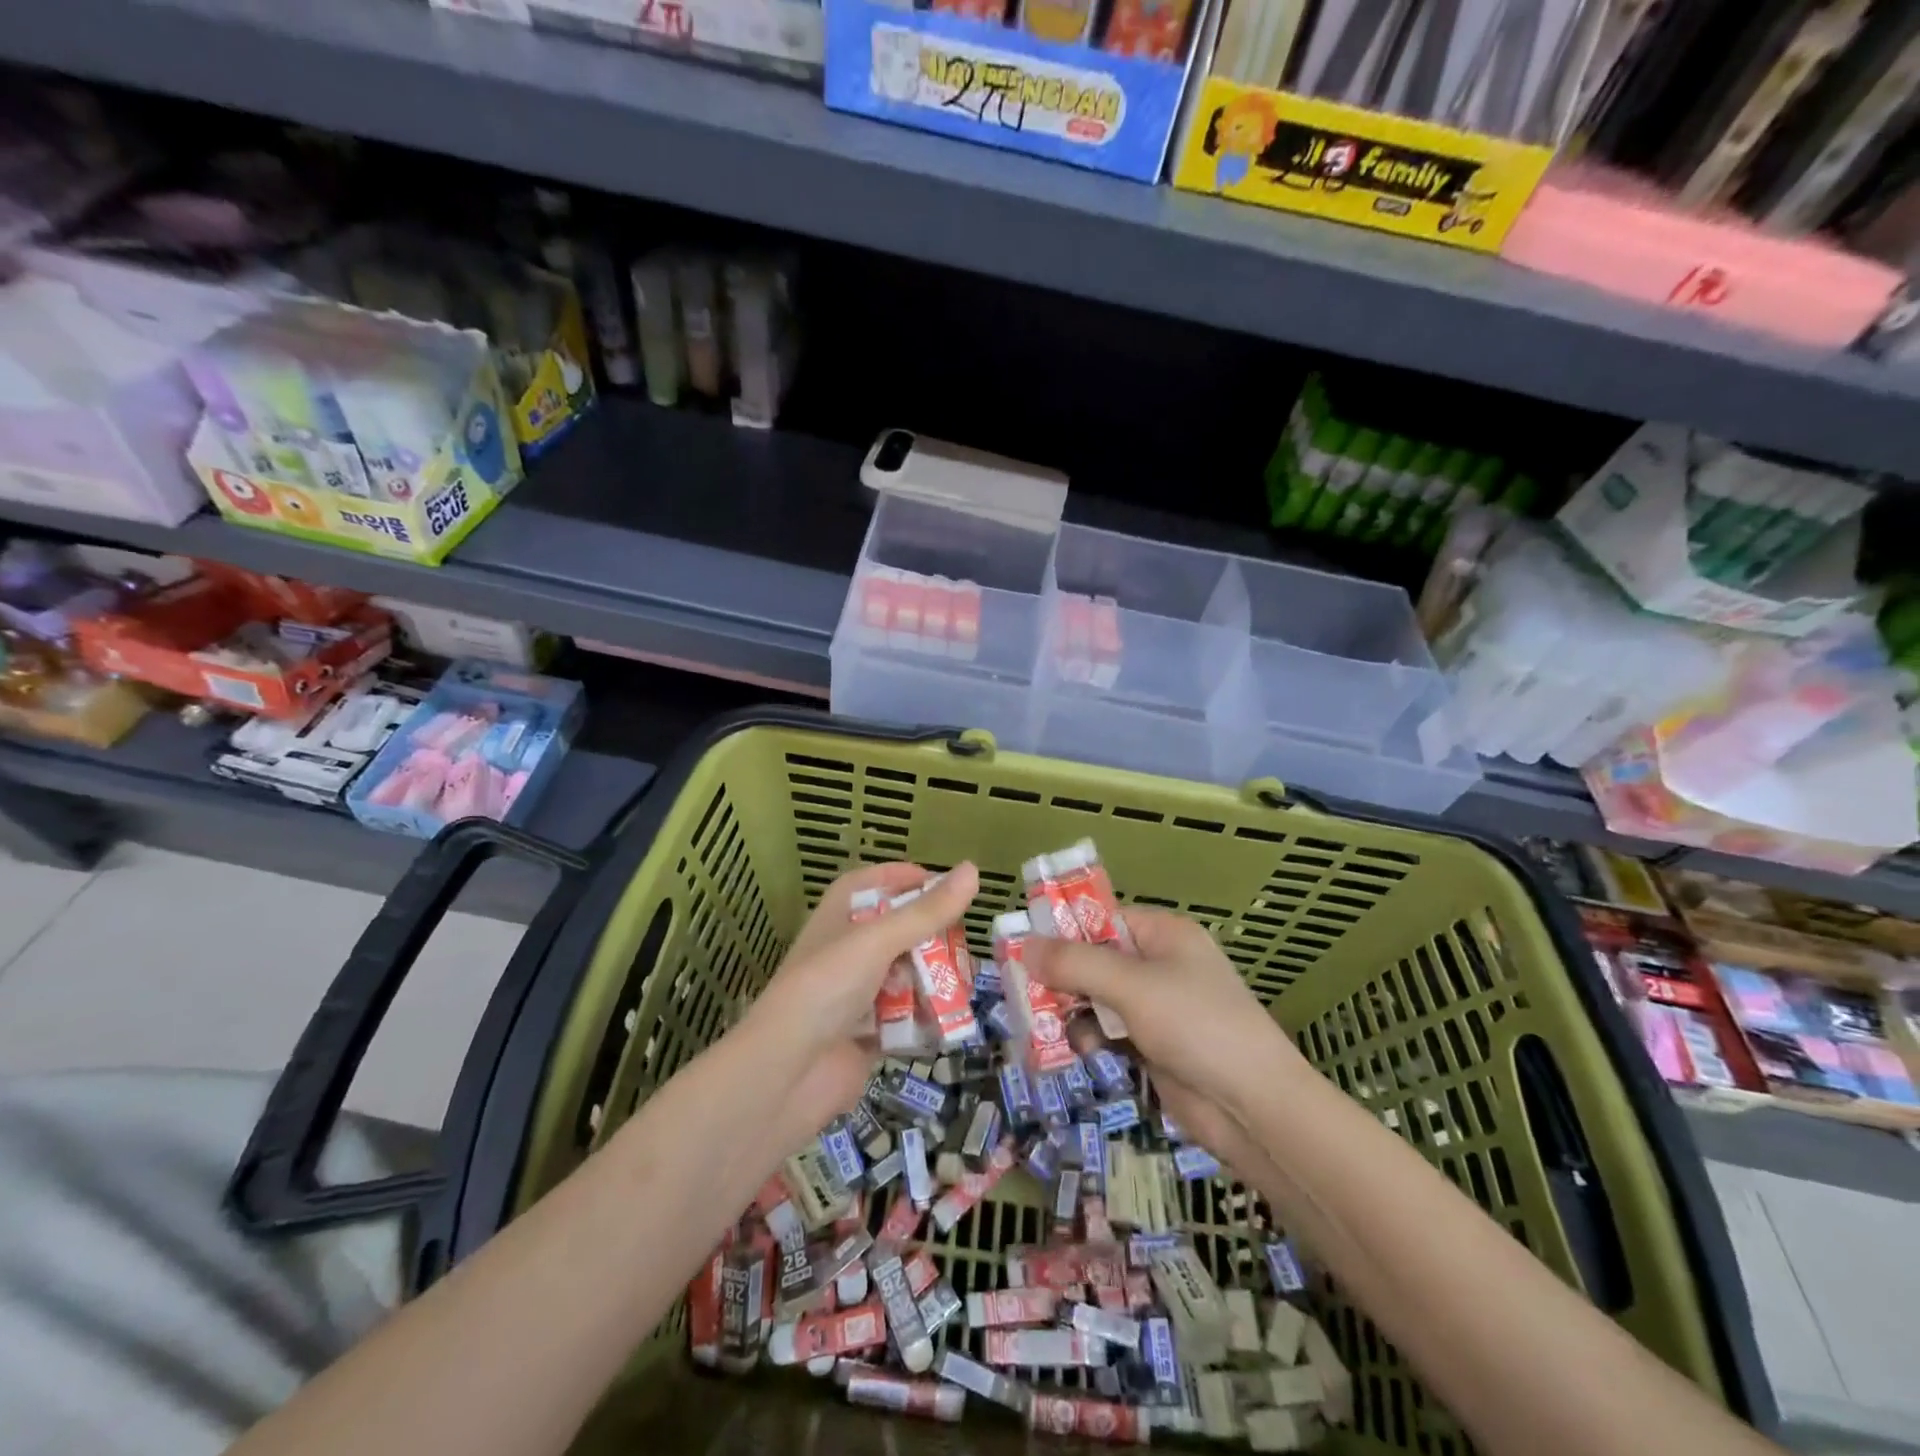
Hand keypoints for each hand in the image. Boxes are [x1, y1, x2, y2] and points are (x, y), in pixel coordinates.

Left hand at [741, 860, 978, 1153]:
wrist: (787, 1073)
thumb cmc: (827, 986)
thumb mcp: (879, 940)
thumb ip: (928, 911)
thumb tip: (973, 869)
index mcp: (840, 915)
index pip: (873, 882)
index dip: (905, 878)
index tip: (944, 884)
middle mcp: (848, 949)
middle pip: (898, 930)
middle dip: (933, 936)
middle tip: (965, 942)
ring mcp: (858, 992)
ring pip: (907, 974)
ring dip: (935, 979)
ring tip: (967, 983)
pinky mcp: (869, 1032)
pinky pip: (907, 1016)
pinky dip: (927, 1017)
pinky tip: (953, 1019)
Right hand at [1026, 907, 1308, 1119]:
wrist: (1254, 1108)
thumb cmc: (1197, 1026)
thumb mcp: (1132, 986)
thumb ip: (1075, 963)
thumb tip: (1023, 944)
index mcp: (1163, 934)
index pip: (1102, 918)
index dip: (1062, 929)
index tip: (1021, 945)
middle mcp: (1159, 965)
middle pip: (1095, 959)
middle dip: (1061, 976)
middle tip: (1023, 991)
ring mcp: (1157, 1008)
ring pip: (1096, 997)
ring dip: (1071, 1010)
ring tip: (1044, 1024)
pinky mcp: (1153, 1046)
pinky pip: (1107, 1031)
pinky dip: (1089, 1037)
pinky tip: (1079, 1051)